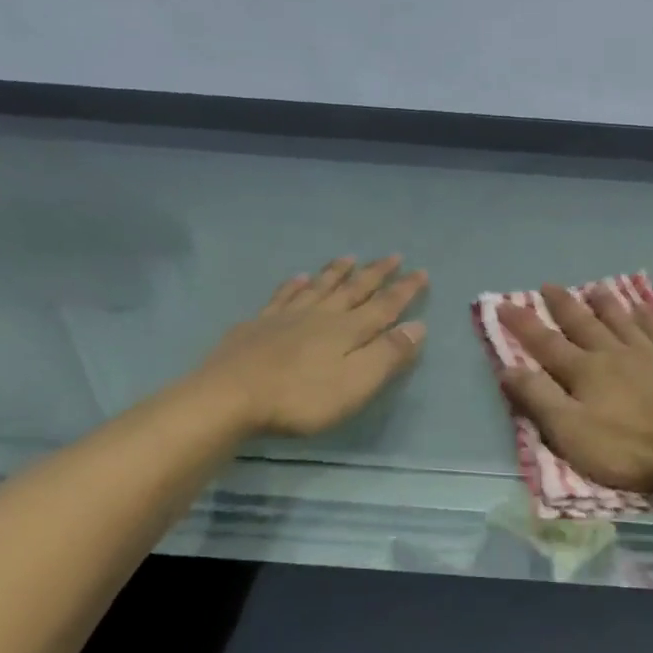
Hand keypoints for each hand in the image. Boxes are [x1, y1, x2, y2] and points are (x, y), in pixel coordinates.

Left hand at [188, 256, 427, 436]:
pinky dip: (293, 285)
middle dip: (376, 274)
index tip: (421, 272)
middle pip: (353, 289)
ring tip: (349, 257)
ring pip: (318, 287)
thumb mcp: (356, 383)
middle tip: (393, 255)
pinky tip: (297, 278)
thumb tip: (417, 326)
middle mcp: (321, 316)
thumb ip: (387, 355)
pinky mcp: (258, 326)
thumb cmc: (301, 397)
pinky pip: (282, 297)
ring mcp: (286, 317)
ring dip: (336, 272)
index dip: (404, 290)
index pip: (384, 306)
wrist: (230, 396)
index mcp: (348, 330)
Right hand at [497, 284, 652, 497]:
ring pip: (621, 319)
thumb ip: (539, 400)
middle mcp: (614, 353)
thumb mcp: (572, 434)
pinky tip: (643, 307)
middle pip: (583, 323)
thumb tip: (508, 368)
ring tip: (594, 288)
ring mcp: (651, 353)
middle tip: (549, 286)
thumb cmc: (630, 449)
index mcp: (585, 372)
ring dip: (605, 303)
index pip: (545, 343)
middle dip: (563, 305)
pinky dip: (646, 314)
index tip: (503, 305)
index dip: (523, 324)